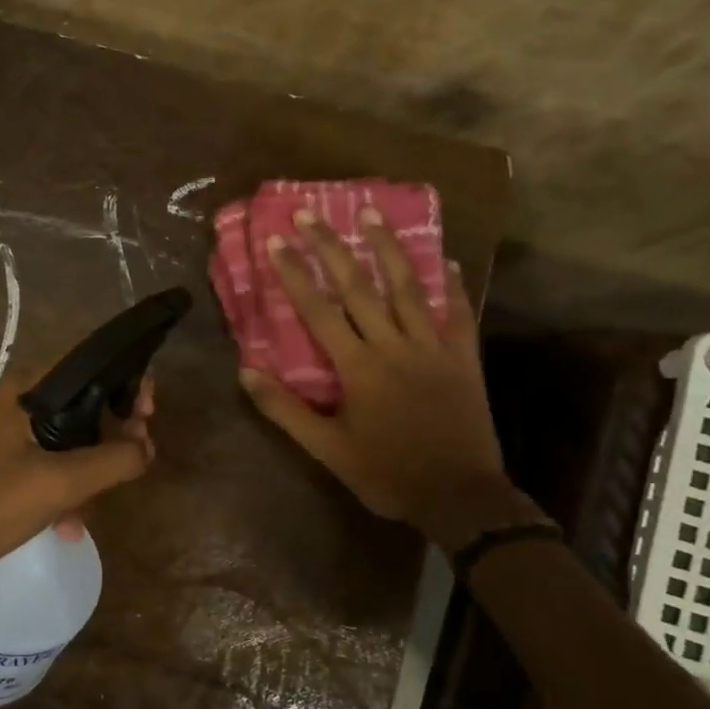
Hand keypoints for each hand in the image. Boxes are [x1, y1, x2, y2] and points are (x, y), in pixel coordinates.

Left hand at [0, 370, 155, 586]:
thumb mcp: (59, 483)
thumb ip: (112, 460)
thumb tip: (147, 447)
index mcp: (24, 389)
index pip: (87, 363)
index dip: (125, 381)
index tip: (148, 413)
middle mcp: (14, 400)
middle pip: (81, 403)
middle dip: (112, 434)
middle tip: (136, 458)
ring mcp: (4, 432)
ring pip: (67, 438)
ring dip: (88, 470)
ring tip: (92, 510)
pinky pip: (46, 461)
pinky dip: (63, 486)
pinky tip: (68, 525)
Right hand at [239, 205, 505, 540]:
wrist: (459, 496)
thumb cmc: (387, 473)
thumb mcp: (327, 449)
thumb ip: (285, 410)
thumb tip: (246, 372)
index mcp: (358, 367)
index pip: (318, 310)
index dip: (295, 273)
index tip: (277, 241)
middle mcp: (394, 345)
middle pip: (359, 287)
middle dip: (332, 246)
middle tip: (312, 213)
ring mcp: (433, 348)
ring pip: (408, 288)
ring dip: (388, 248)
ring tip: (372, 214)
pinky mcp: (463, 358)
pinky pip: (457, 313)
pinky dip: (450, 285)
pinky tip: (446, 259)